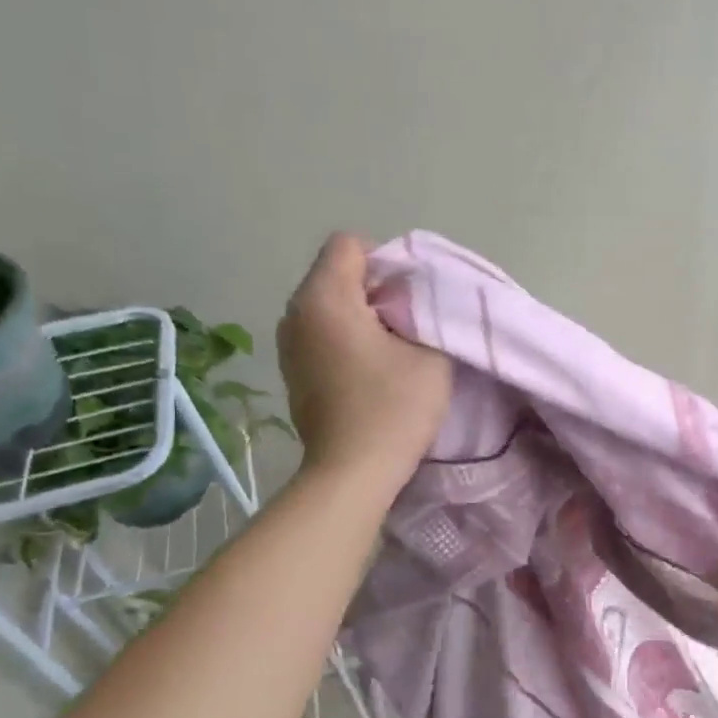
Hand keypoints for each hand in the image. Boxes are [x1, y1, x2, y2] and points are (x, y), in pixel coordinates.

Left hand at [276, 234, 450, 489]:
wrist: (352, 472)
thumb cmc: (393, 407)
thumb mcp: (430, 353)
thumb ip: (426, 312)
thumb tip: (409, 302)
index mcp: (324, 297)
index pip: (349, 244)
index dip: (386, 260)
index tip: (410, 296)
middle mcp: (295, 313)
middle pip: (335, 274)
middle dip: (374, 290)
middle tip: (408, 324)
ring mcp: (288, 346)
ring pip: (327, 307)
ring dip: (359, 318)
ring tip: (389, 350)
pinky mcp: (292, 374)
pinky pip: (320, 337)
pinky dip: (343, 342)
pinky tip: (368, 374)